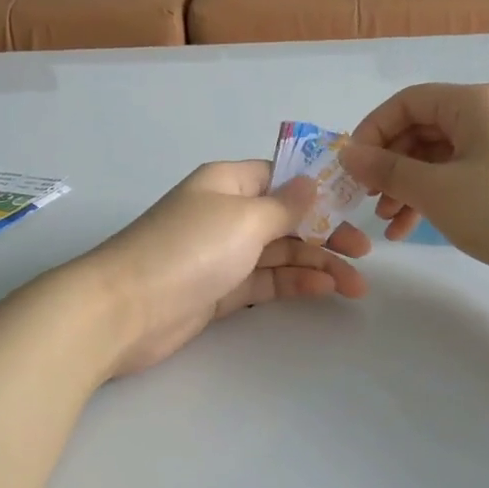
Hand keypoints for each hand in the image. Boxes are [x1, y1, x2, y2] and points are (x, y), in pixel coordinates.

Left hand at [79, 160, 370, 375]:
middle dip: (326, 232)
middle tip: (364, 252)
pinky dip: (293, 282)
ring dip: (317, 263)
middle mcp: (225, 213)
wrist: (124, 310)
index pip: (280, 176)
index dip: (318, 187)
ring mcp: (221, 254)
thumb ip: (285, 205)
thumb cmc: (189, 249)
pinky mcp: (218, 291)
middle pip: (285, 217)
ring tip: (355, 285)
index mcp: (227, 182)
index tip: (356, 201)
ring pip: (279, 252)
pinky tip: (324, 289)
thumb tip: (312, 181)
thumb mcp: (244, 218)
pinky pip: (264, 280)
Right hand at [341, 83, 488, 307]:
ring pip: (436, 157)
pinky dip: (430, 198)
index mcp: (474, 103)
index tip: (352, 167)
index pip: (408, 102)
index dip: (374, 130)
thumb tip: (347, 154)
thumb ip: (386, 169)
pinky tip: (407, 228)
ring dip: (406, 186)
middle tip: (366, 196)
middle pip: (421, 128)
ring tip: (385, 220)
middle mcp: (488, 115)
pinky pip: (455, 176)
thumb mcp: (436, 190)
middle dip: (389, 163)